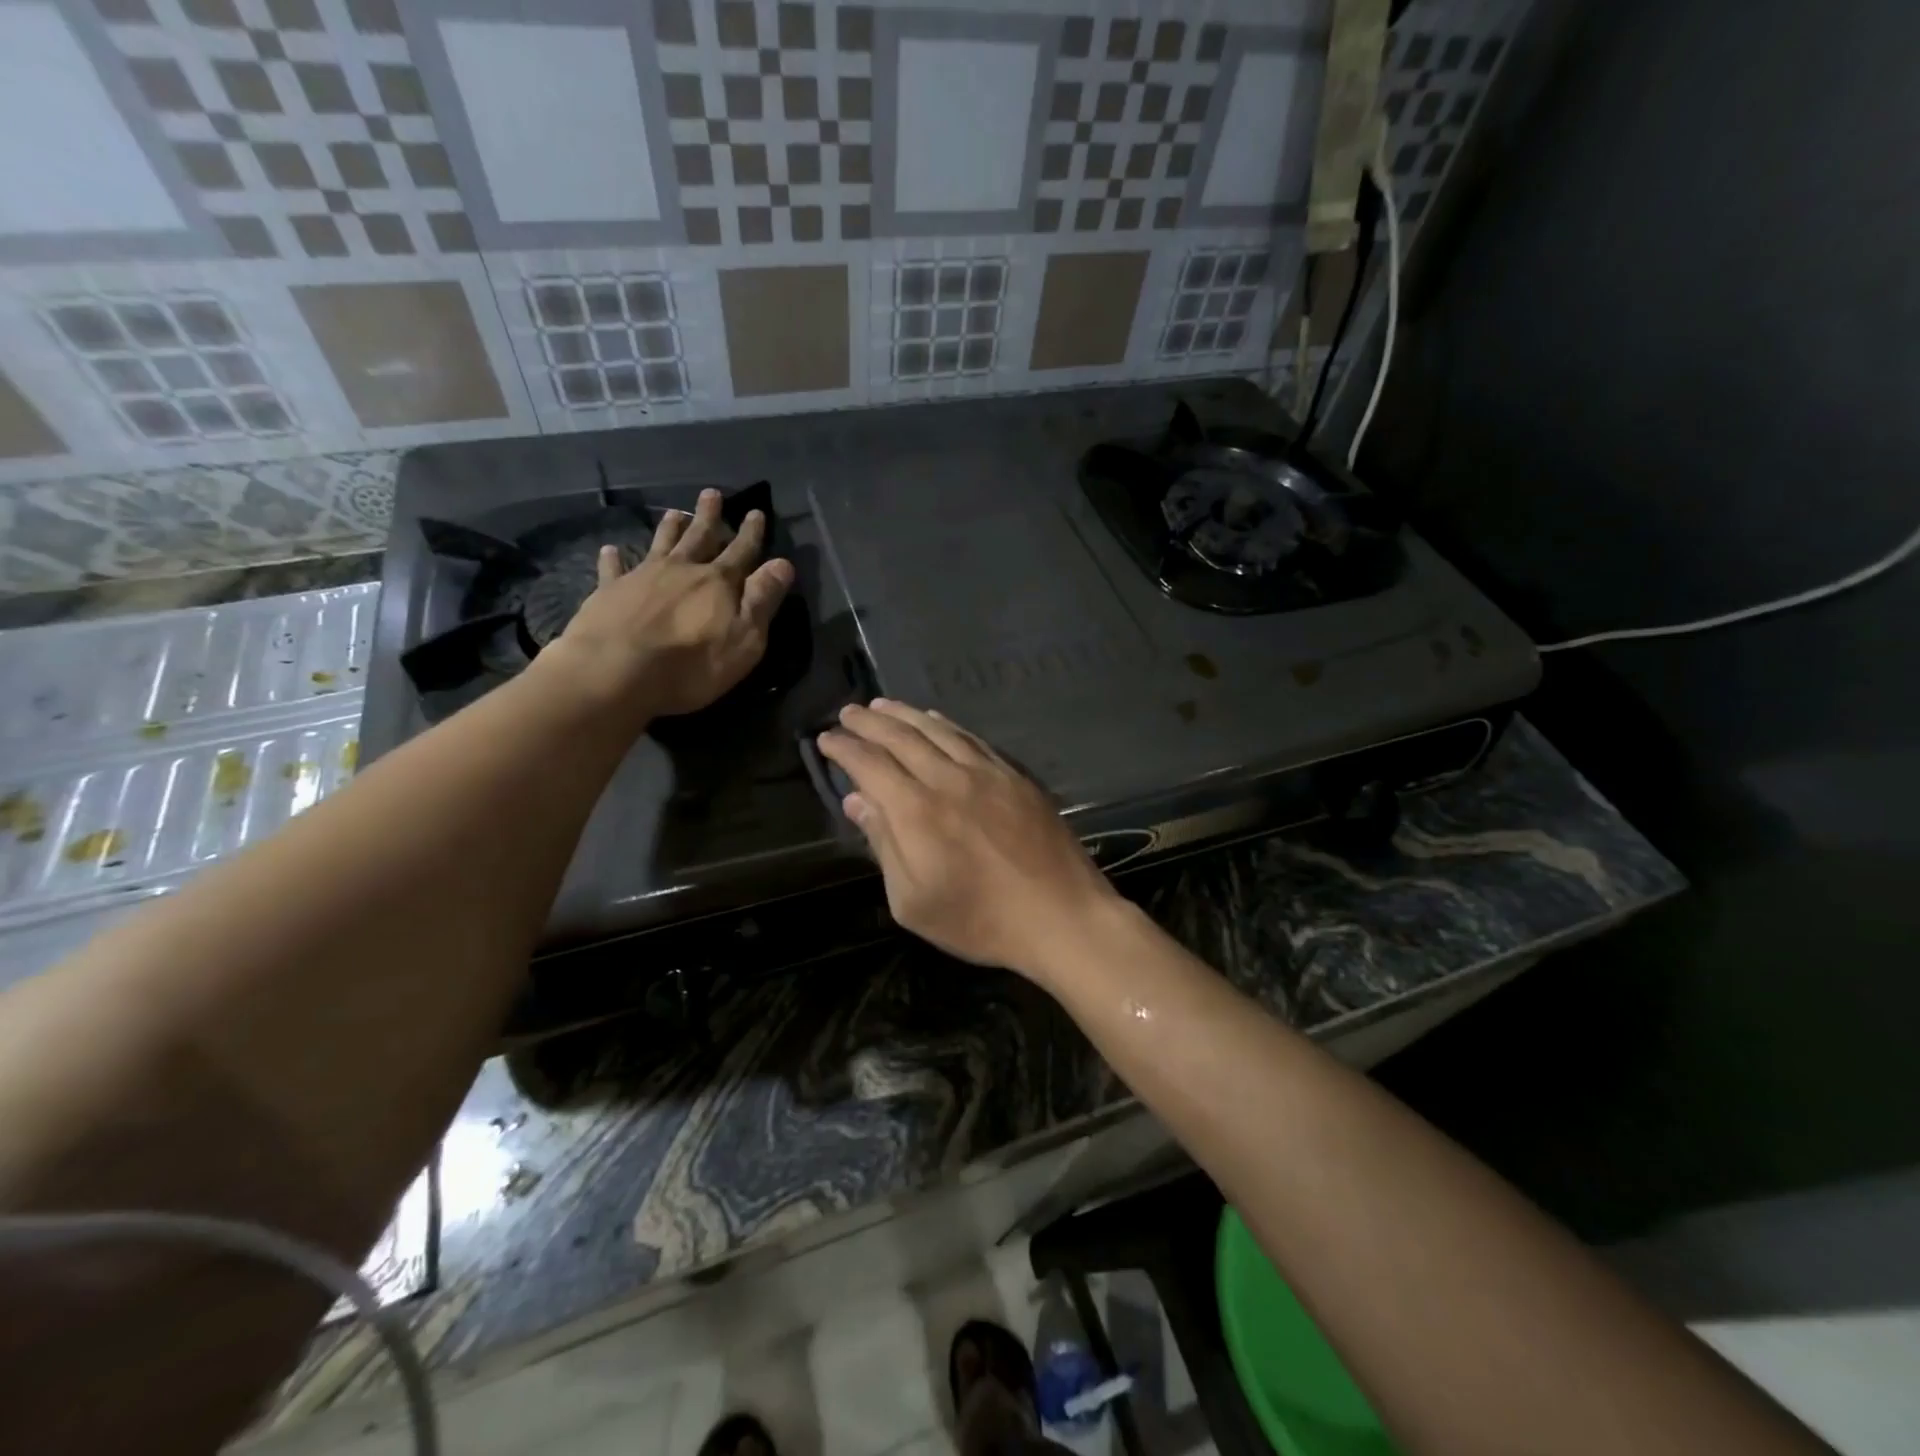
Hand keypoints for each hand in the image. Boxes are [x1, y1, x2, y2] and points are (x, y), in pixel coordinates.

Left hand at [547, 488, 793, 719]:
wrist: (615, 671)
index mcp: (718, 582)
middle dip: (709, 516)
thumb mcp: (744, 638)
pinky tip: (610, 549)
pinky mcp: (610, 592)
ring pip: (660, 544)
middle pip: (699, 537)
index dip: (751, 533)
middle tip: (712, 493)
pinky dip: (613, 558)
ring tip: (674, 512)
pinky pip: (612, 569)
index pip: (741, 551)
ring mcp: (642, 577)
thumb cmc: (691, 664)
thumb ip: (762, 599)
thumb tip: (783, 564)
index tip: (756, 512)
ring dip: (669, 528)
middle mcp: (682, 570)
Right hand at [816, 700, 1121, 979]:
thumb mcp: (913, 901)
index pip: (870, 764)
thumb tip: (857, 800)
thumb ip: (883, 845)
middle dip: (869, 722)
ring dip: (905, 714)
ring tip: (883, 704)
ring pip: (937, 730)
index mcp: (917, 811)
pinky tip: (937, 720)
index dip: (845, 748)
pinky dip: (947, 724)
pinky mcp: (1015, 776)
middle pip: (901, 737)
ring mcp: (987, 772)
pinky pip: (972, 738)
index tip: (826, 739)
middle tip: (848, 712)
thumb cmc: (980, 920)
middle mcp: (948, 779)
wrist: (1060, 916)